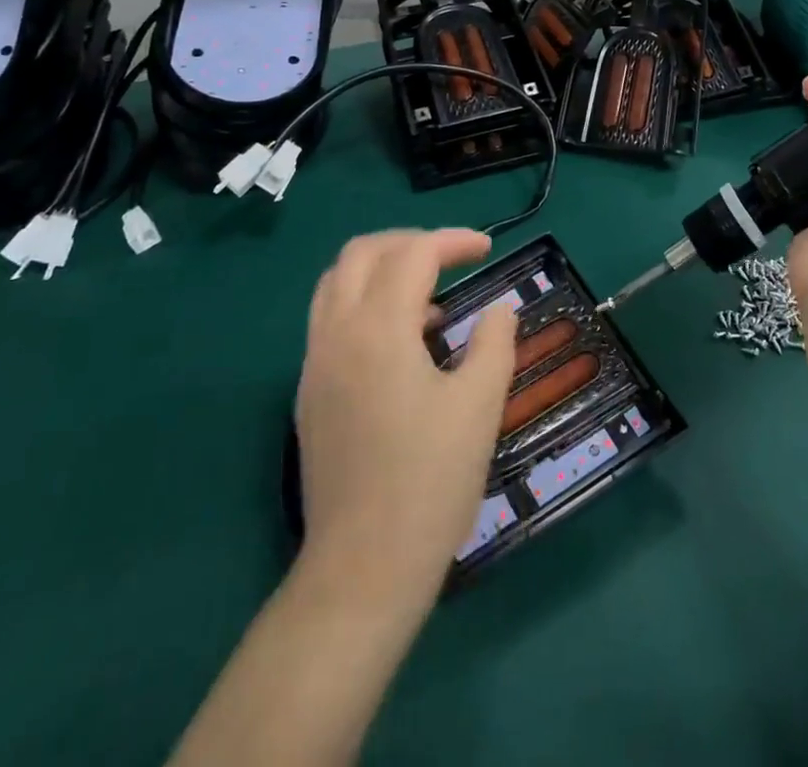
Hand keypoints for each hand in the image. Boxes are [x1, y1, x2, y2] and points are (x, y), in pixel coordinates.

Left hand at [295, 229, 516, 608]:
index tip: (487, 248)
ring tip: (427, 298)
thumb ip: (494, 343)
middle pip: (362, 252)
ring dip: (380, 268)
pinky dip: (363, 302)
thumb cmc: (430, 482)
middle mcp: (336, 331)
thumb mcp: (480, 406)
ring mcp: (314, 361)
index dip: (452, 240)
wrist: (363, 567)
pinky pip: (330, 317)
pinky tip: (401, 342)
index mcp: (378, 328)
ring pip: (336, 281)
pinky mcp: (308, 391)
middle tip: (451, 259)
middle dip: (409, 242)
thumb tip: (499, 308)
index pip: (412, 254)